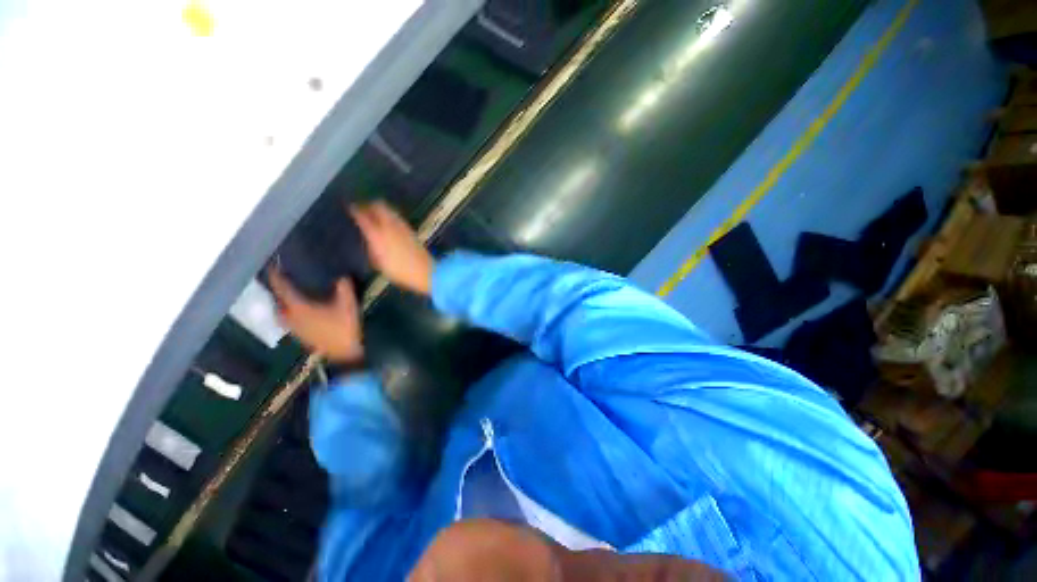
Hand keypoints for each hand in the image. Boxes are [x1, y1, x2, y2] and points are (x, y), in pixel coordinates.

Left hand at [267, 268, 363, 363]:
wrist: (345, 353)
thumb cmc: (345, 328)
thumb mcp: (348, 305)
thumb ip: (344, 289)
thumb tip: (341, 276)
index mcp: (299, 308)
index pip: (282, 289)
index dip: (277, 277)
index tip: (273, 266)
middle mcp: (291, 318)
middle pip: (278, 302)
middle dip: (278, 291)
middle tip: (282, 280)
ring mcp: (295, 329)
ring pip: (282, 313)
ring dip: (283, 303)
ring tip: (290, 296)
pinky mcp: (301, 336)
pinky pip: (289, 320)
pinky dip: (290, 313)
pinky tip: (300, 312)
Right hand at [351, 201, 434, 295]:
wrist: (425, 271)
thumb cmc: (399, 271)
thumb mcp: (379, 263)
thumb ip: (371, 249)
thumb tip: (369, 240)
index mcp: (377, 235)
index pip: (363, 217)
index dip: (356, 210)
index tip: (351, 208)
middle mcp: (389, 226)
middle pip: (379, 206)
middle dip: (370, 204)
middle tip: (364, 208)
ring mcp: (402, 226)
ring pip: (390, 210)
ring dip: (381, 209)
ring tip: (376, 213)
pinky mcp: (411, 230)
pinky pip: (397, 217)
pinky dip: (391, 215)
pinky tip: (389, 222)